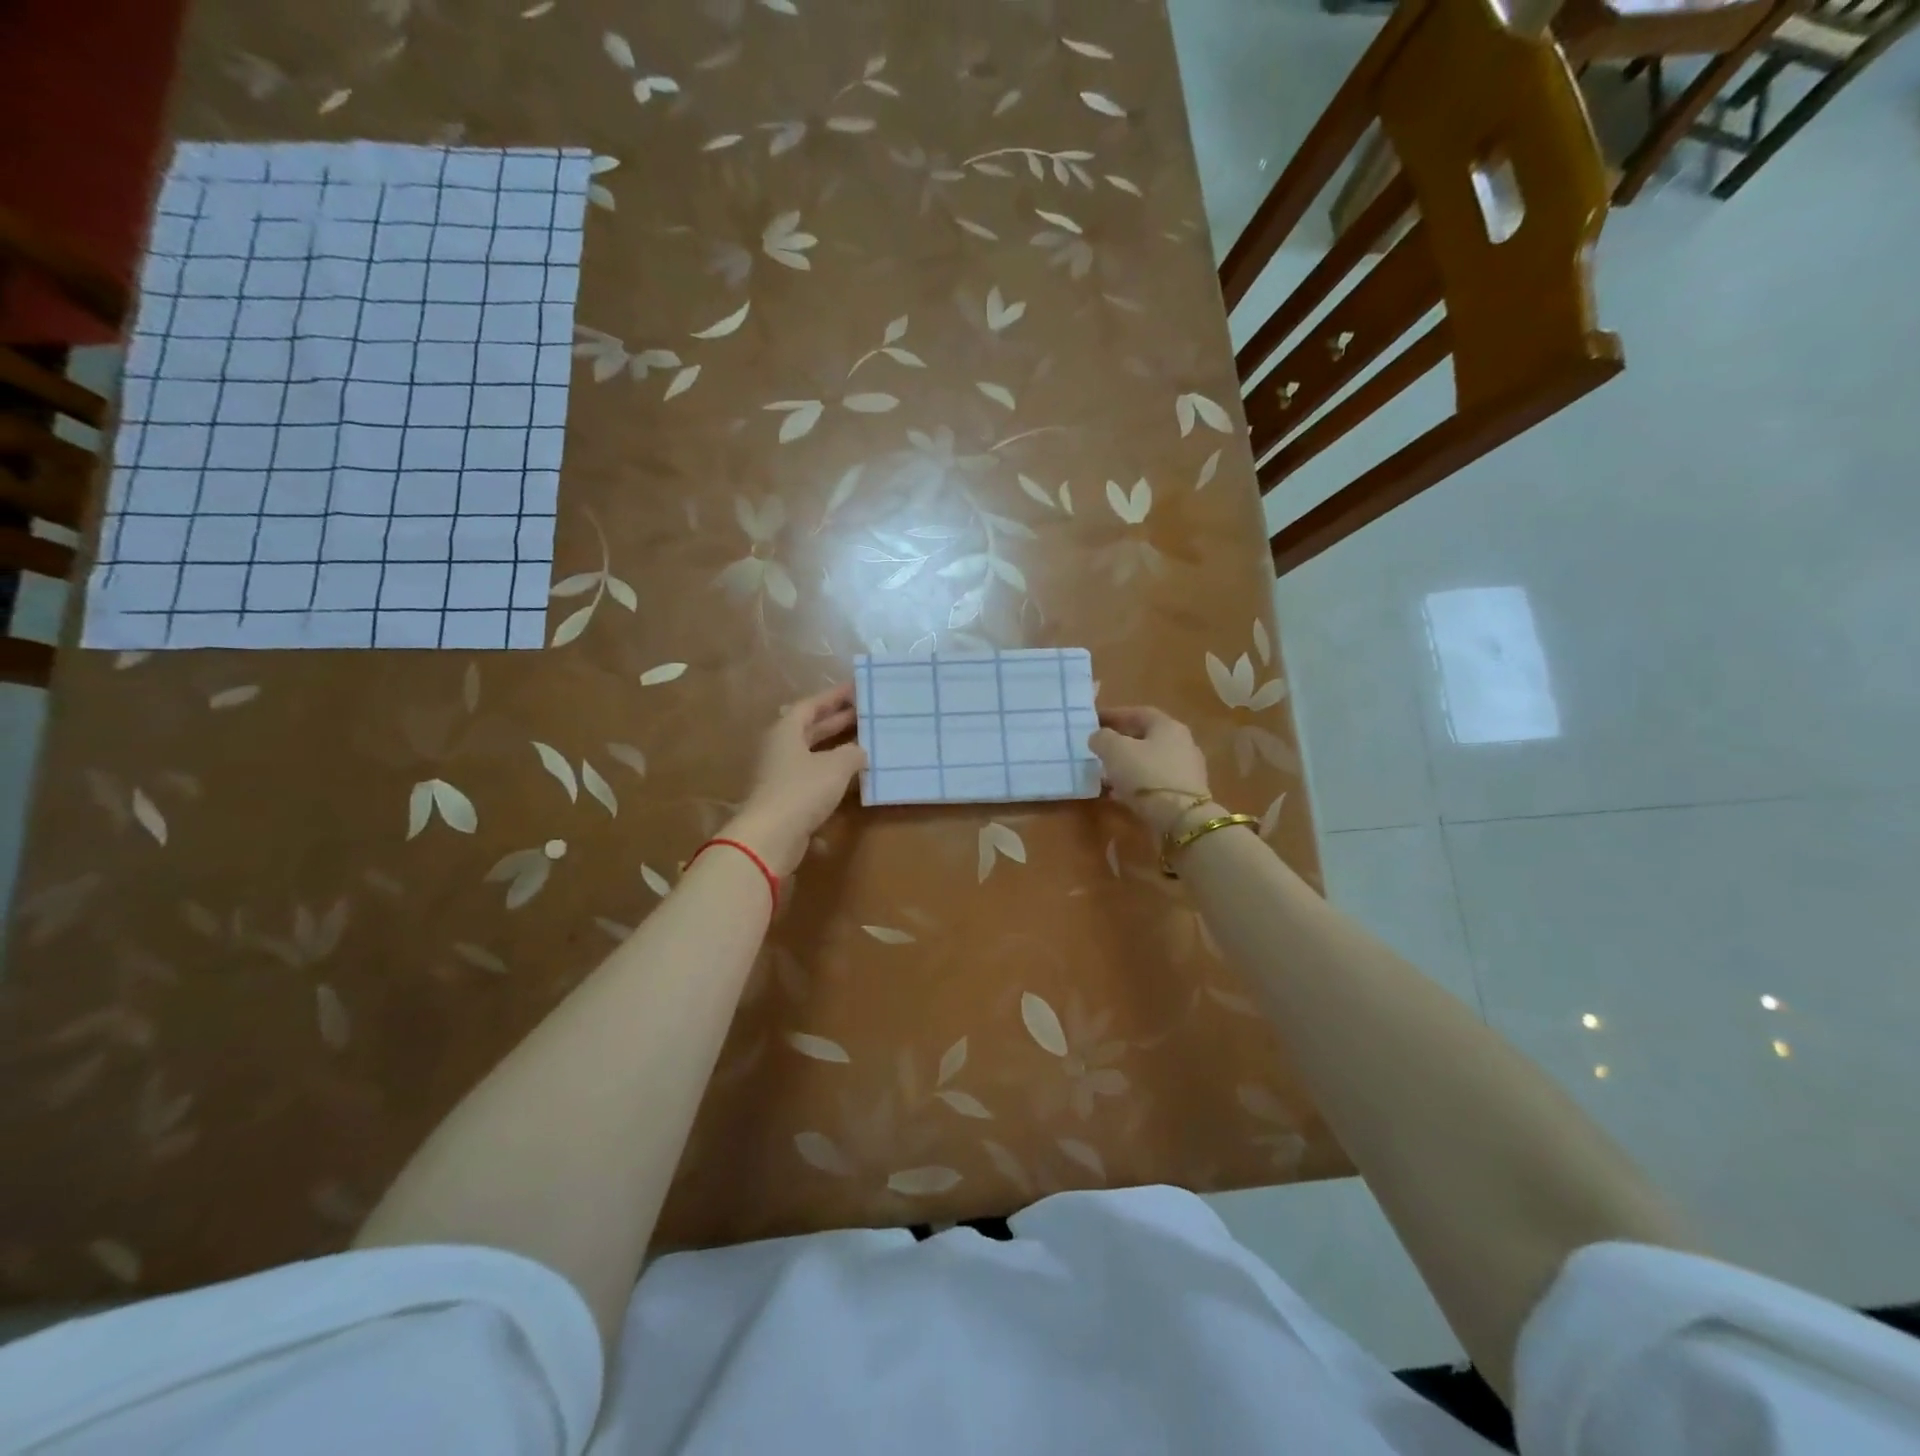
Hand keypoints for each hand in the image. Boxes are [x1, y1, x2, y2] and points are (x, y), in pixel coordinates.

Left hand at [728, 684, 866, 875]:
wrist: (770, 837)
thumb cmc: (802, 791)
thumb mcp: (835, 767)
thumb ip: (852, 753)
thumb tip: (860, 750)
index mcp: (786, 731)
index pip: (810, 705)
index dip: (833, 697)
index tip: (856, 690)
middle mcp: (780, 749)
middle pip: (809, 728)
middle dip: (836, 720)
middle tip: (864, 713)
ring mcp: (781, 775)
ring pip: (811, 754)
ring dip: (835, 748)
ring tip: (863, 743)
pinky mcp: (786, 799)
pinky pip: (812, 777)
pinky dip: (831, 774)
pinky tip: (851, 778)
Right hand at [1087, 706, 1213, 835]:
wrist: (1181, 819)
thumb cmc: (1146, 775)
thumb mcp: (1115, 751)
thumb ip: (1102, 738)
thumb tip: (1099, 737)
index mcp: (1168, 726)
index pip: (1138, 713)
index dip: (1114, 715)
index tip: (1094, 721)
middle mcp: (1182, 743)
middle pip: (1146, 736)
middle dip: (1121, 740)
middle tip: (1099, 747)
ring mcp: (1186, 769)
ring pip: (1150, 760)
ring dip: (1127, 764)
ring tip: (1105, 772)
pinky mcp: (1185, 793)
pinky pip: (1155, 781)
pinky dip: (1136, 783)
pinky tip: (1119, 793)